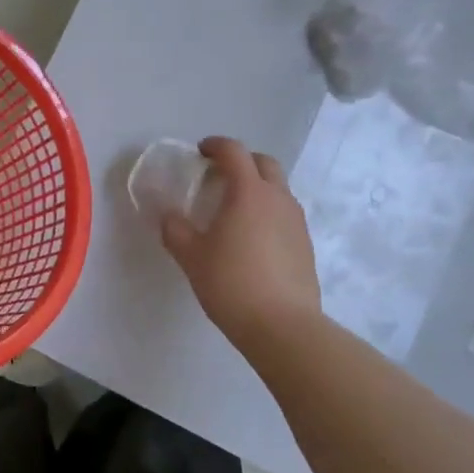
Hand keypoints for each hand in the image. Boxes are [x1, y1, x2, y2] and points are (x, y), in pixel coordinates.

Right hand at [161, 136, 321, 347]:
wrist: (283, 326)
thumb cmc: (231, 283)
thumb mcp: (192, 257)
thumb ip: (175, 230)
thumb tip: (168, 216)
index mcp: (249, 192)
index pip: (234, 152)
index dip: (216, 146)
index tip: (200, 152)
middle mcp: (277, 198)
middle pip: (264, 163)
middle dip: (242, 161)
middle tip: (219, 176)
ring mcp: (296, 221)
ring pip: (278, 189)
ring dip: (258, 187)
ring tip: (235, 209)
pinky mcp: (306, 244)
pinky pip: (285, 214)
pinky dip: (268, 212)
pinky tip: (253, 238)